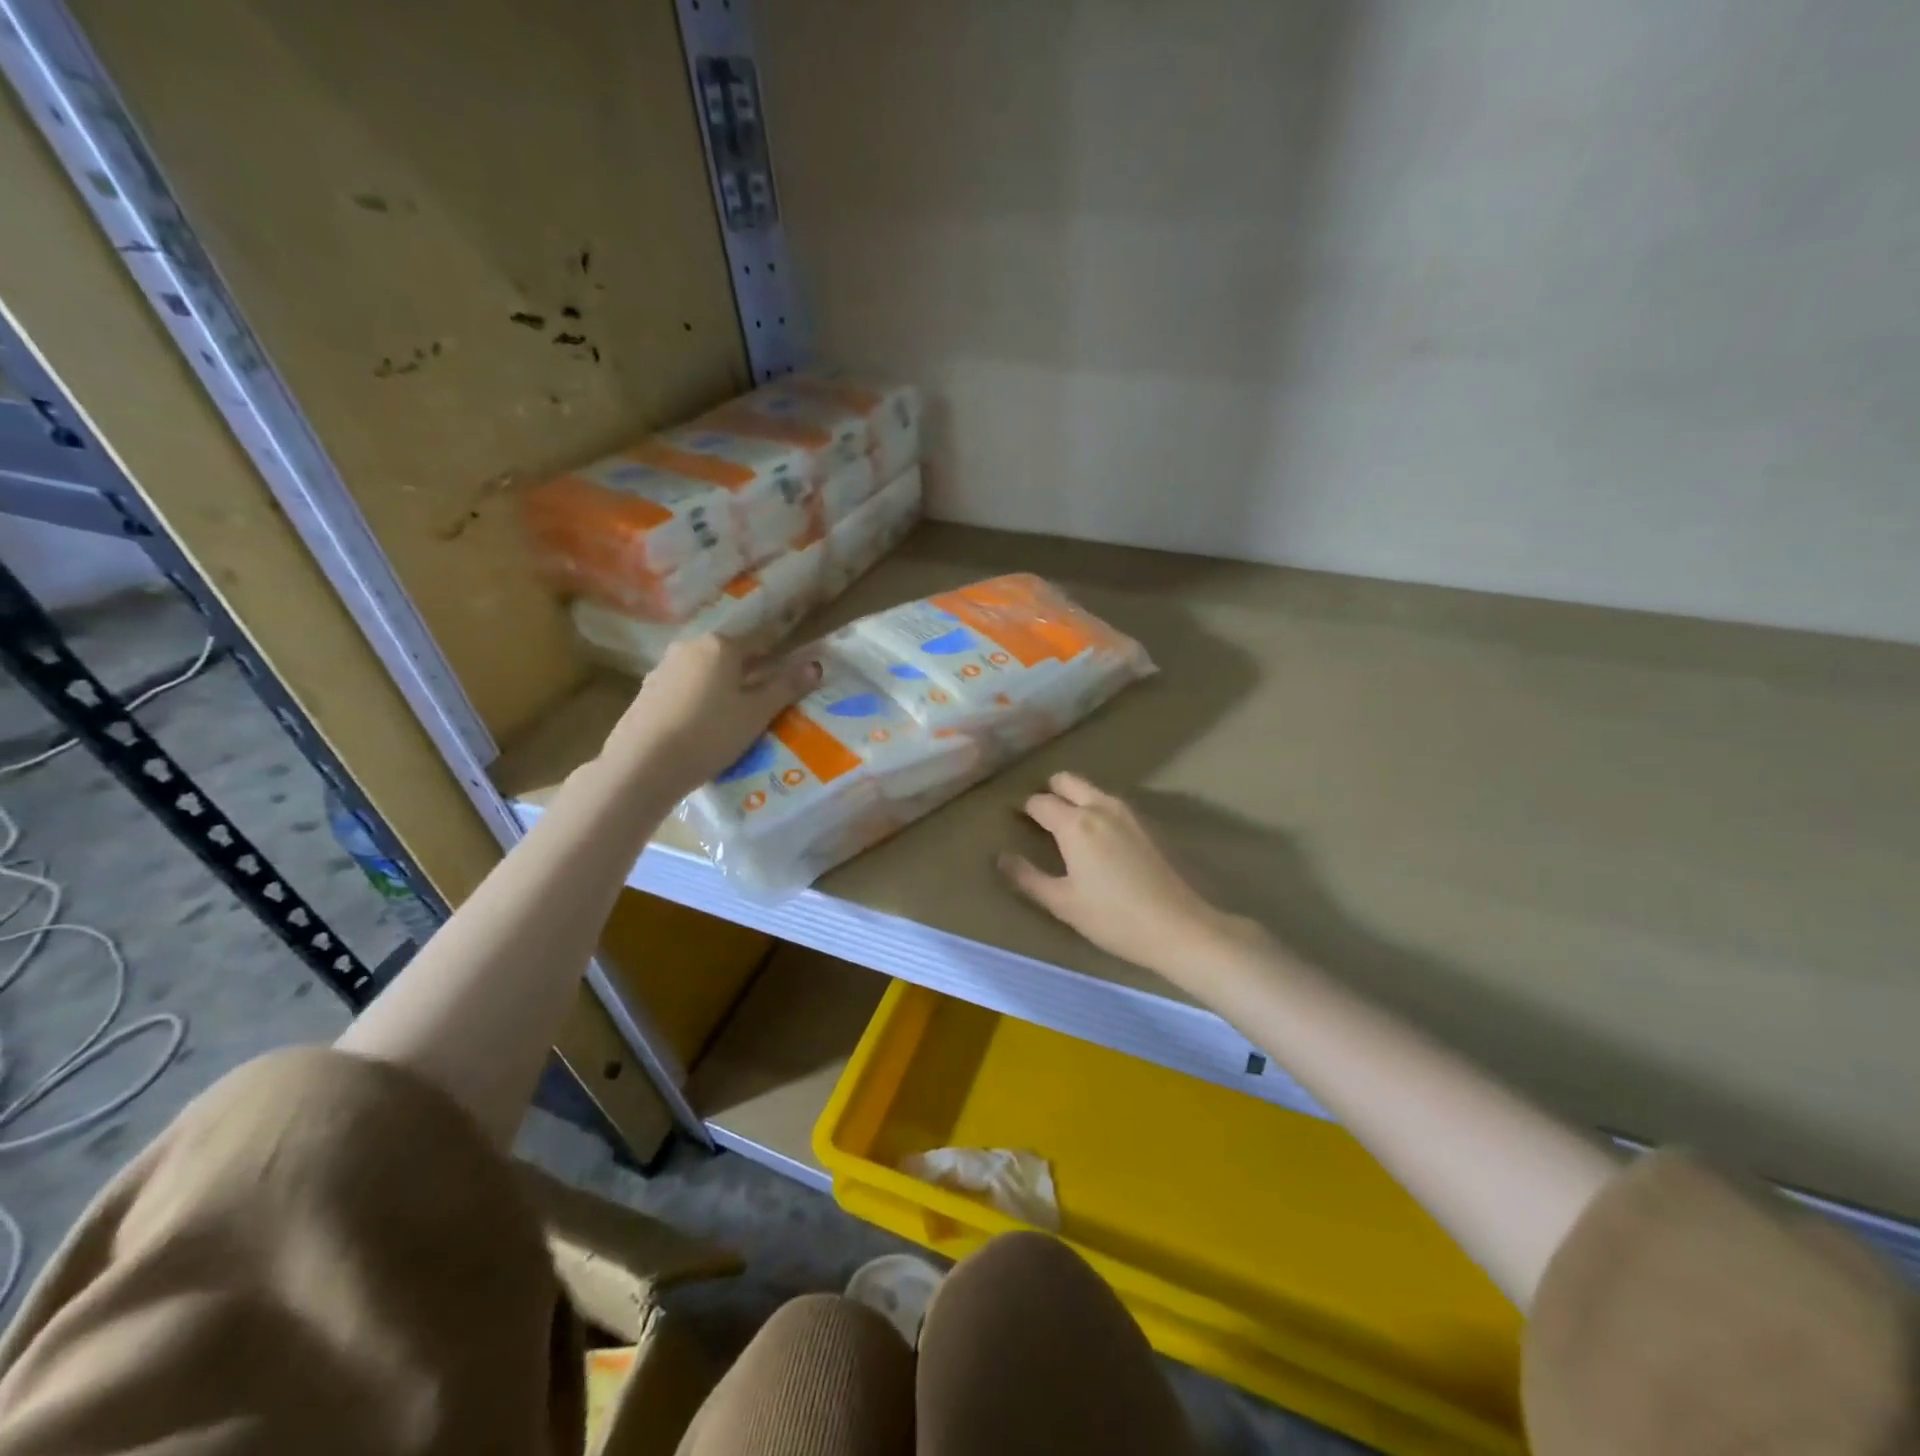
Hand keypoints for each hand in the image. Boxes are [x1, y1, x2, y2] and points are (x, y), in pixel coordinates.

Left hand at [602, 635, 819, 800]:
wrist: (643, 765)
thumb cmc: (710, 734)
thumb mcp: (757, 713)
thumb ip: (786, 687)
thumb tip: (816, 665)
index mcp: (721, 645)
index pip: (760, 645)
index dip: (778, 663)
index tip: (788, 683)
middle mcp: (689, 647)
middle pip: (729, 658)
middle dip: (747, 677)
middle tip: (762, 707)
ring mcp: (663, 668)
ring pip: (704, 674)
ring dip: (720, 690)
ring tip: (731, 721)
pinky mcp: (645, 692)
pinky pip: (683, 690)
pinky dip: (697, 702)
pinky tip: (700, 728)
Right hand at [999, 772, 1258, 982]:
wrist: (1179, 926)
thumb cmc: (1113, 918)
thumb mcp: (1062, 903)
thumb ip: (1028, 877)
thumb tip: (1001, 857)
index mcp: (1075, 823)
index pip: (1039, 802)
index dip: (1023, 808)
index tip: (1014, 819)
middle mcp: (1100, 807)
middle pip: (1067, 781)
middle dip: (1049, 791)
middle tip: (1039, 816)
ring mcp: (1127, 813)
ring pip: (1091, 790)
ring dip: (1074, 798)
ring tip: (1064, 827)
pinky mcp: (1146, 824)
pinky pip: (1110, 803)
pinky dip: (1095, 808)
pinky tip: (1096, 838)